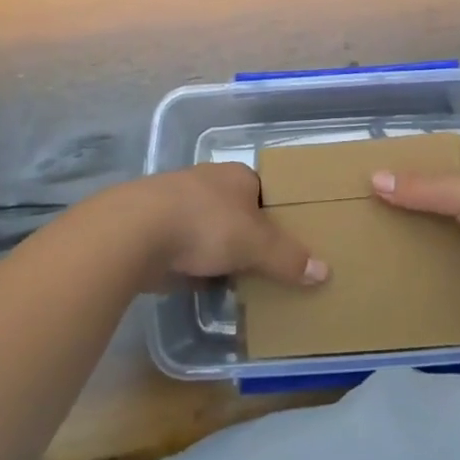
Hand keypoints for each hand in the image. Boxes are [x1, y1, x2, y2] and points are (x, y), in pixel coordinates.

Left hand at [127, 163, 329, 290]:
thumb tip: (324, 272)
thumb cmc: (206, 224)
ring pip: (210, 229)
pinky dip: (195, 264)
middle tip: (268, 265)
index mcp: (237, 175)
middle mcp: (209, 182)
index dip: (277, 215)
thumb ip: (288, 258)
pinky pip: (186, 248)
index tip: (288, 241)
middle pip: (238, 211)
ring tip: (239, 279)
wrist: (136, 231)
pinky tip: (203, 284)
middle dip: (248, 235)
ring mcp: (178, 203)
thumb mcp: (257, 244)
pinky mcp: (156, 228)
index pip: (266, 191)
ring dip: (220, 251)